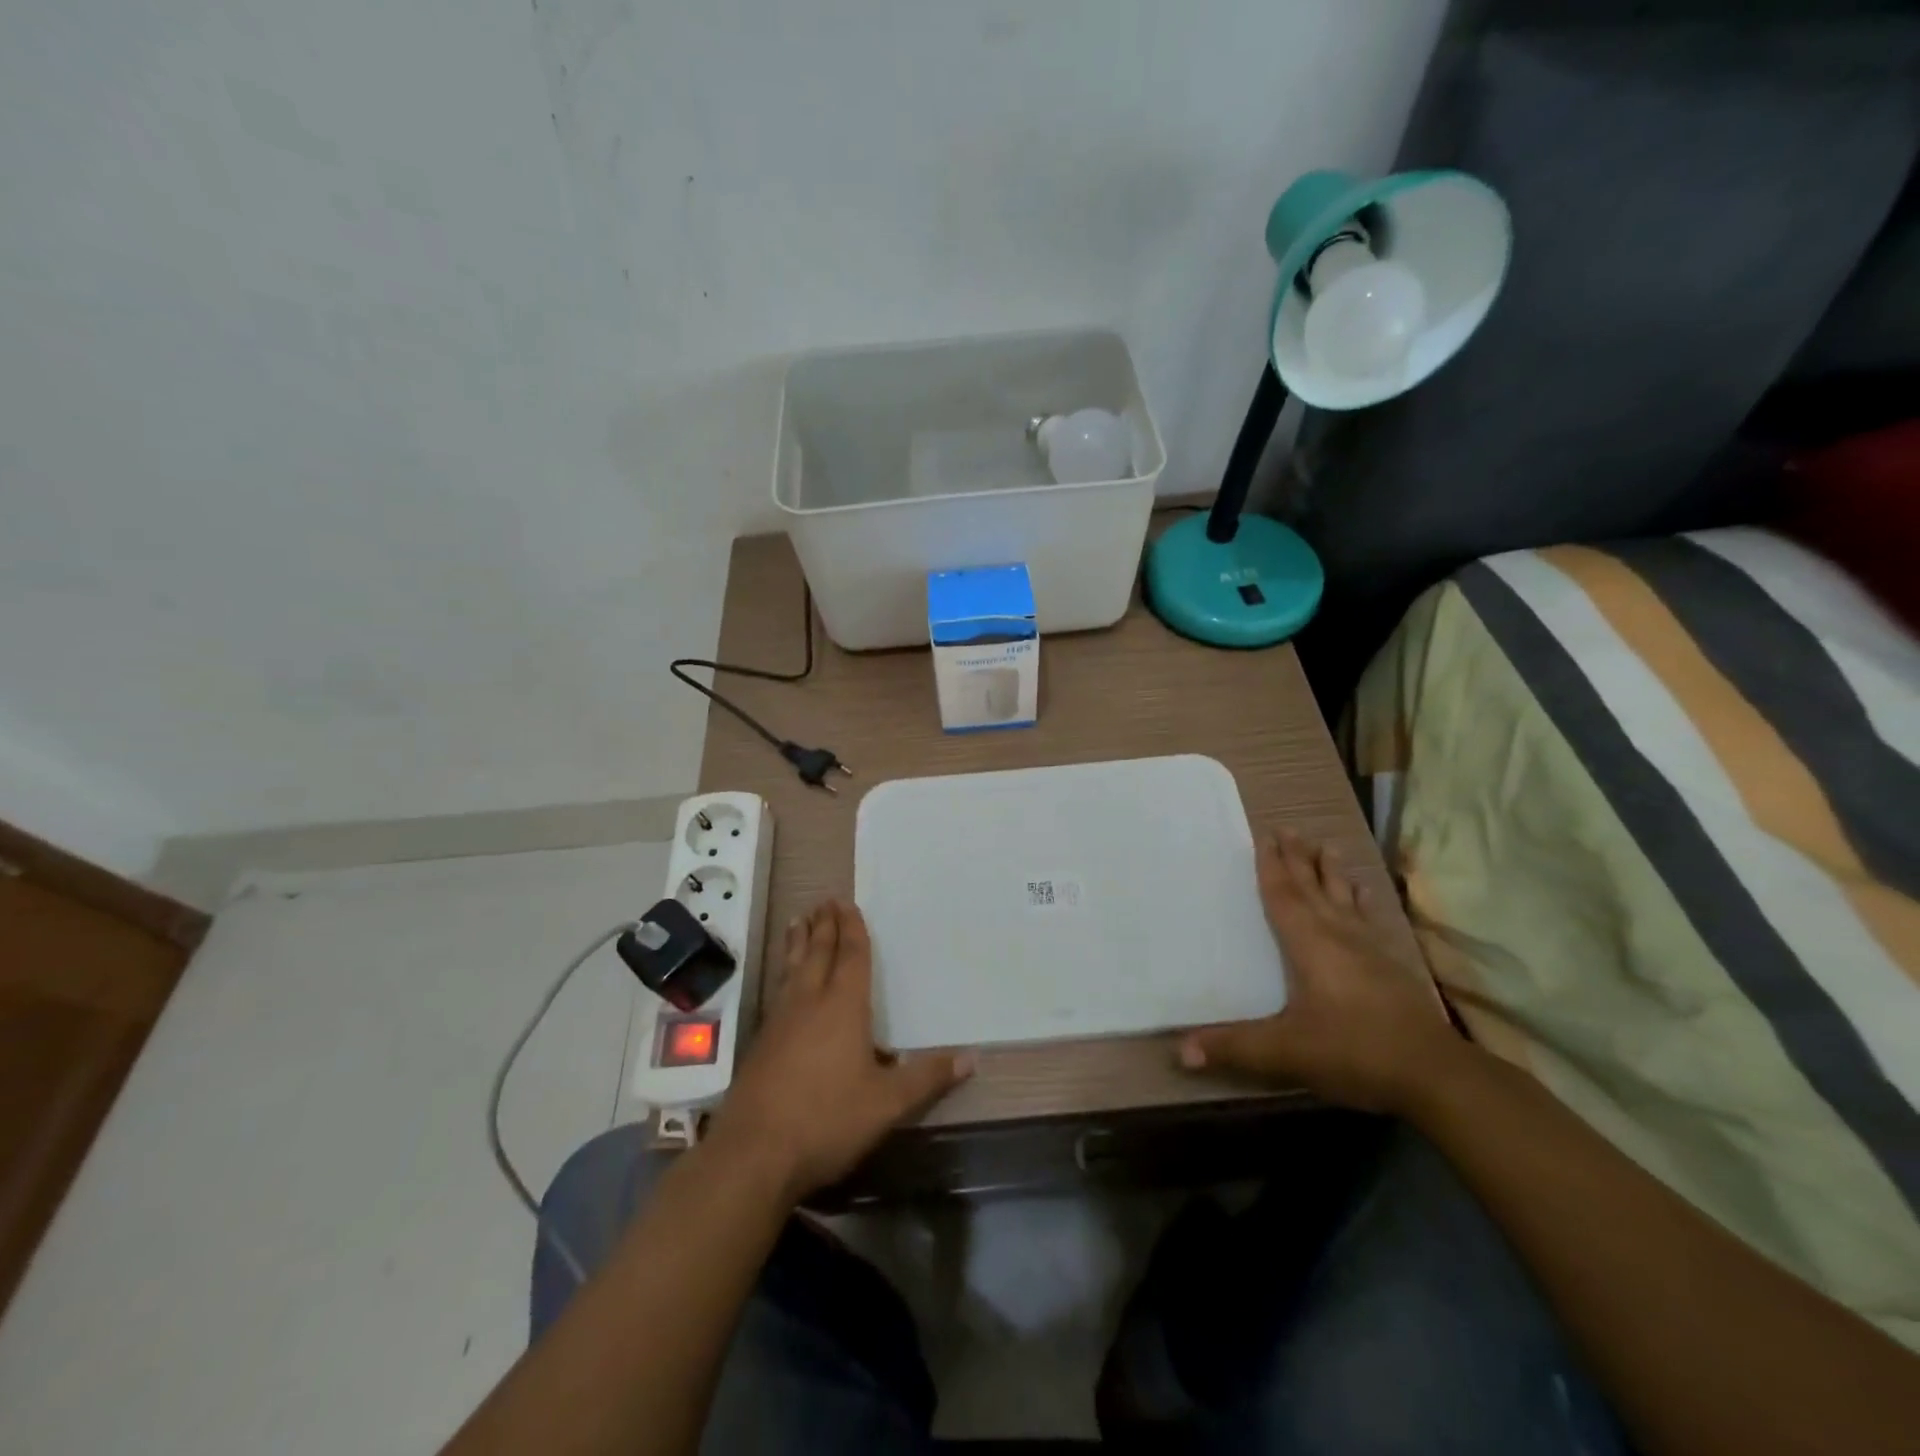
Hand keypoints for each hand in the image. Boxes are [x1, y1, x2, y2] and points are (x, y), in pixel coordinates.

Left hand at [711, 900, 973, 1201]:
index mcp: (843, 1007)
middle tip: (824, 901)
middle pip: (818, 954)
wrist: (754, 1153)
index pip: (850, 957)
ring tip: (798, 921)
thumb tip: (972, 1058)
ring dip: (799, 943)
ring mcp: (781, 1021)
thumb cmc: (827, 1120)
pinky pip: (779, 990)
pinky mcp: (762, 1043)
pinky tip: (784, 981)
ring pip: (793, 968)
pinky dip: (785, 971)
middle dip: (824, 926)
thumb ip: (927, 1078)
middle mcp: (810, 1003)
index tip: (847, 903)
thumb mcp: (887, 1103)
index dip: (852, 930)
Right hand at [1177, 828, 1460, 1115]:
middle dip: (1297, 858)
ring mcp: (1370, 948)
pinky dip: (1363, 899)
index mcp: (1309, 944)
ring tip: (1324, 844)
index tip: (1264, 836)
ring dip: (1330, 870)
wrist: (1435, 1075)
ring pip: (1344, 897)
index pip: (1284, 896)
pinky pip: (1371, 918)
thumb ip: (1234, 1047)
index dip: (1271, 866)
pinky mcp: (1392, 964)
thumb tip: (1180, 1051)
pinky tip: (1364, 890)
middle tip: (1288, 828)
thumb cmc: (1354, 1051)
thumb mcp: (1286, 1052)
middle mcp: (1338, 935)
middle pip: (1313, 887)